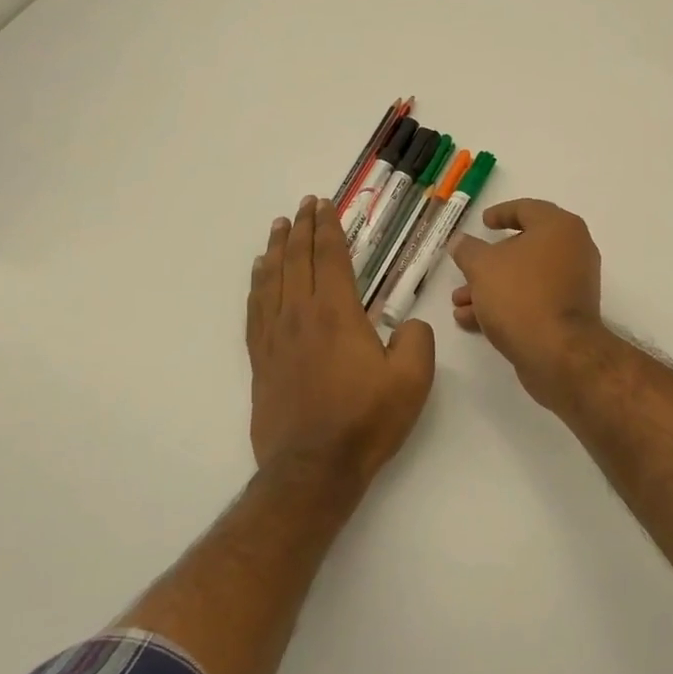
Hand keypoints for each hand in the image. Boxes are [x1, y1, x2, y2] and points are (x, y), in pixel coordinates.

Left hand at [248, 196, 435, 483]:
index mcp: (337, 313)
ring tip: (279, 227)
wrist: (313, 469)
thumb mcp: (413, 380)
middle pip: (297, 260)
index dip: (328, 227)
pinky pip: (255, 309)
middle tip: (304, 205)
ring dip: (277, 249)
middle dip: (302, 228)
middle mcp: (300, 315)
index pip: (330, 257)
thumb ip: (418, 339)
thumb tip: (408, 324)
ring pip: (272, 279)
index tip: (325, 205)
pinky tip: (259, 274)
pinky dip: (257, 284)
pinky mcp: (260, 360)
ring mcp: (275, 337)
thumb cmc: (366, 421)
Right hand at [450, 199, 613, 409]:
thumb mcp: (482, 267)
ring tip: (459, 302)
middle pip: (524, 247)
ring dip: (490, 287)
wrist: (559, 354)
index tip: (482, 222)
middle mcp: (573, 250)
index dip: (501, 213)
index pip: (527, 209)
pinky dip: (505, 305)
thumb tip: (460, 241)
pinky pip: (533, 300)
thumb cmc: (521, 296)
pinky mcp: (568, 314)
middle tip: (464, 267)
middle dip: (487, 262)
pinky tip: (471, 320)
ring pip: (524, 278)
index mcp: (559, 228)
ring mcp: (573, 284)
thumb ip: (468, 250)